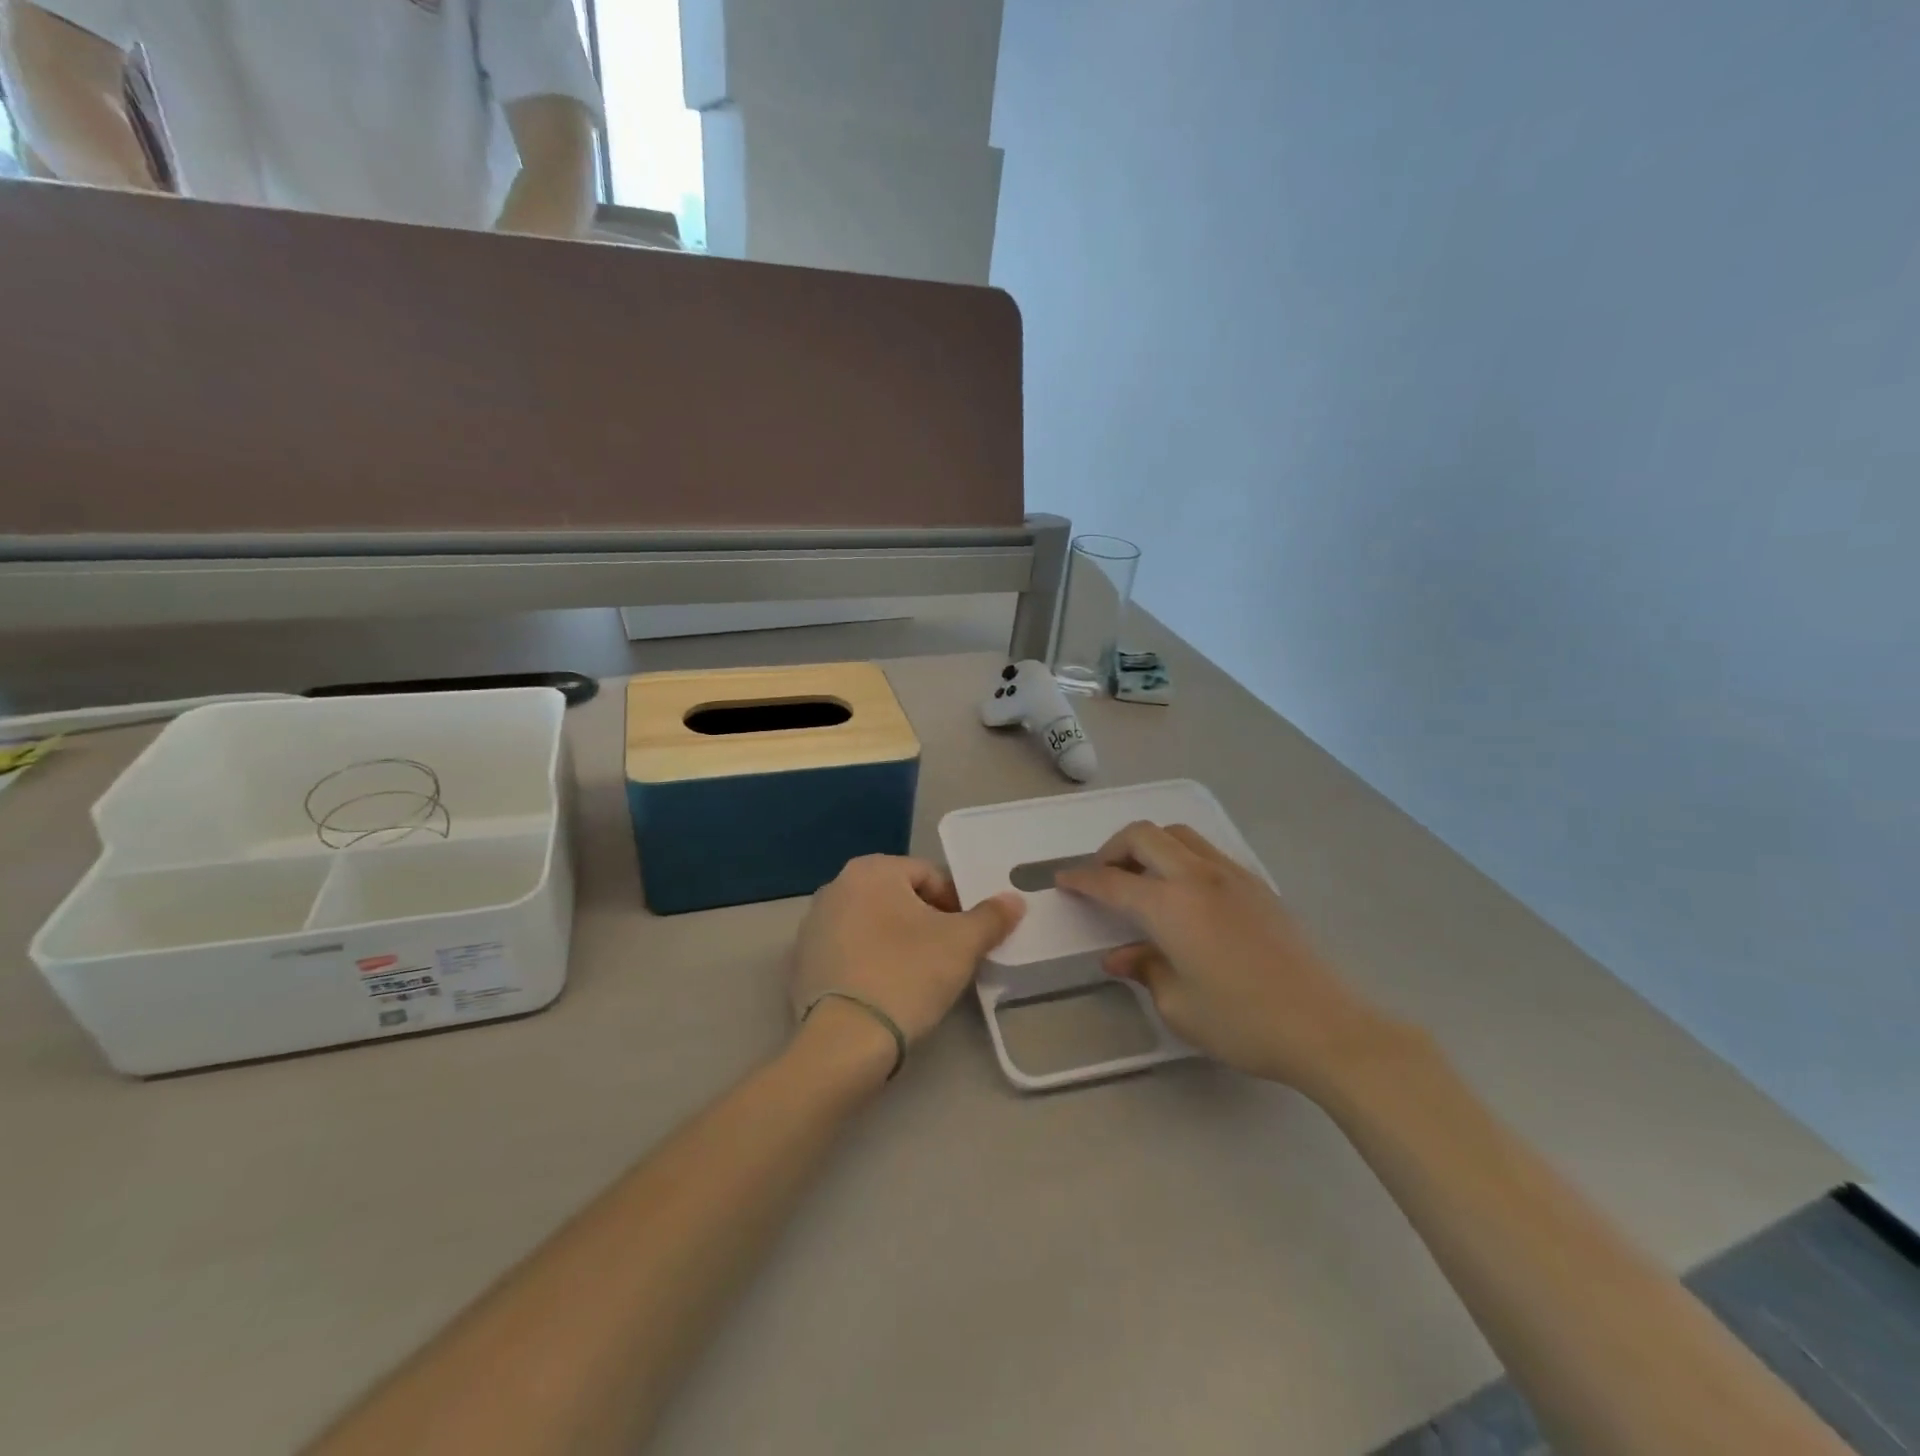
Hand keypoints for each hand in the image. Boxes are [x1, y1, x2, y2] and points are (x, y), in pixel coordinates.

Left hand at [791, 855, 1024, 1049]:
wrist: (844, 1042)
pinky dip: (869, 962)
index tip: (967, 938)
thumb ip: (991, 916)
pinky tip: (884, 991)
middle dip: (926, 922)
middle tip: (947, 958)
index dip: (956, 904)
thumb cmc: (907, 976)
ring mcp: (813, 925)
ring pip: (873, 924)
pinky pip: (848, 951)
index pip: (929, 876)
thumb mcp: (962, 944)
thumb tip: (1013, 900)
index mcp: (871, 869)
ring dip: (897, 941)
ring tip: (916, 977)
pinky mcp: (801, 962)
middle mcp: (835, 886)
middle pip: (899, 897)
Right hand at [1057, 823, 1399, 1096]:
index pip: (1112, 881)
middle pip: (1143, 835)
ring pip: (1178, 833)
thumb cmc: (1243, 1022)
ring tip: (1141, 877)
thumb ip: (1144, 970)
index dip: (1082, 879)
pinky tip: (1183, 892)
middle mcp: (1197, 876)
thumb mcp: (1179, 1006)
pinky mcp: (1257, 884)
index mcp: (1170, 905)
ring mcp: (1231, 875)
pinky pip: (1206, 851)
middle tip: (1102, 876)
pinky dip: (1180, 856)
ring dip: (1149, 845)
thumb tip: (1120, 955)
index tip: (1063, 880)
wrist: (1326, 1026)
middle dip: (1112, 848)